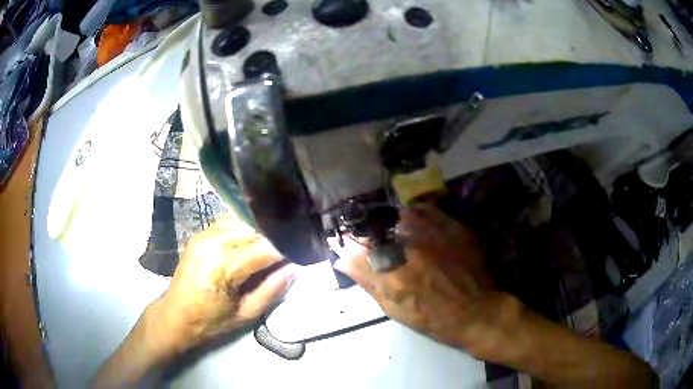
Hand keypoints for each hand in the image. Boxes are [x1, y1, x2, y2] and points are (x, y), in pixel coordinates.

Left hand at [153, 215, 295, 353]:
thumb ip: (273, 289)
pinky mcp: (201, 233)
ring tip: (280, 238)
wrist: (175, 316)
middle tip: (296, 242)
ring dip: (264, 228)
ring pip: (244, 219)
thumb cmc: (210, 322)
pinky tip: (258, 235)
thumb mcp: (246, 314)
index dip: (290, 247)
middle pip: (256, 228)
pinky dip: (248, 226)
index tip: (307, 248)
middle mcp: (213, 241)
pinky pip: (231, 221)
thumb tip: (296, 266)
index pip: (267, 247)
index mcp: (224, 265)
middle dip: (278, 235)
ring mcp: (205, 233)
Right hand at [335, 203, 502, 350]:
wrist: (477, 312)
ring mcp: (433, 236)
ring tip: (399, 234)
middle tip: (376, 244)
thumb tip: (343, 261)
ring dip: (395, 225)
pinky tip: (417, 223)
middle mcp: (409, 251)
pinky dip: (418, 214)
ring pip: (401, 217)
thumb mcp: (395, 311)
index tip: (348, 249)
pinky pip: (427, 210)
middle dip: (370, 237)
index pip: (356, 254)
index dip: (349, 250)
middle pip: (378, 233)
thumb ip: (368, 284)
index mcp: (392, 277)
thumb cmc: (434, 320)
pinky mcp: (452, 228)